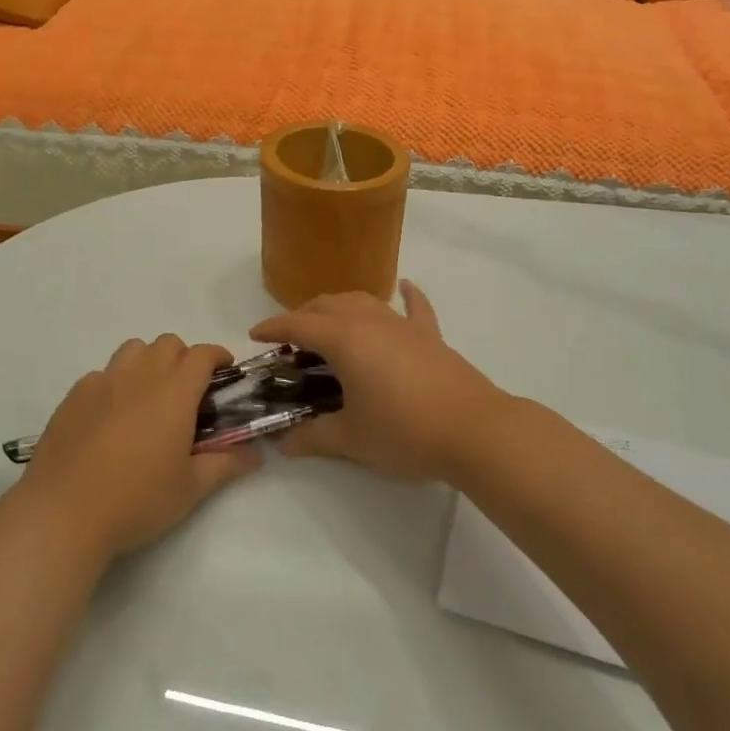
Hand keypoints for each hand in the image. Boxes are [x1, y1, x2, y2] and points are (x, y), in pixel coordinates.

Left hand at [13, 335, 260, 557]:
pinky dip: (115, 383)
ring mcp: (102, 382)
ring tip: (149, 396)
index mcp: (174, 392)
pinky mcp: (74, 396)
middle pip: (168, 343)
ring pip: (133, 349)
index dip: (218, 356)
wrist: (63, 514)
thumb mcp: (190, 489)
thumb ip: (225, 464)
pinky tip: (112, 416)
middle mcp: (139, 376)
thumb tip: (255, 455)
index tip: (225, 372)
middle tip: (188, 391)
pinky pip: (102, 374)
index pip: (202, 354)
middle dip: (184, 358)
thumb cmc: (137, 500)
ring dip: (149, 361)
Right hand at [248, 281, 511, 482]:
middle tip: (290, 342)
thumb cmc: (404, 431)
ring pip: (363, 300)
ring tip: (329, 325)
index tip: (255, 336)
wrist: (474, 430)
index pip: (298, 324)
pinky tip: (405, 287)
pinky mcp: (431, 336)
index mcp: (345, 339)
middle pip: (327, 305)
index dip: (273, 327)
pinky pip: (415, 307)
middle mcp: (370, 321)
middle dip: (303, 316)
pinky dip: (406, 296)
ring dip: (339, 307)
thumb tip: (283, 443)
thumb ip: (313, 436)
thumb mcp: (351, 439)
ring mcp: (403, 325)